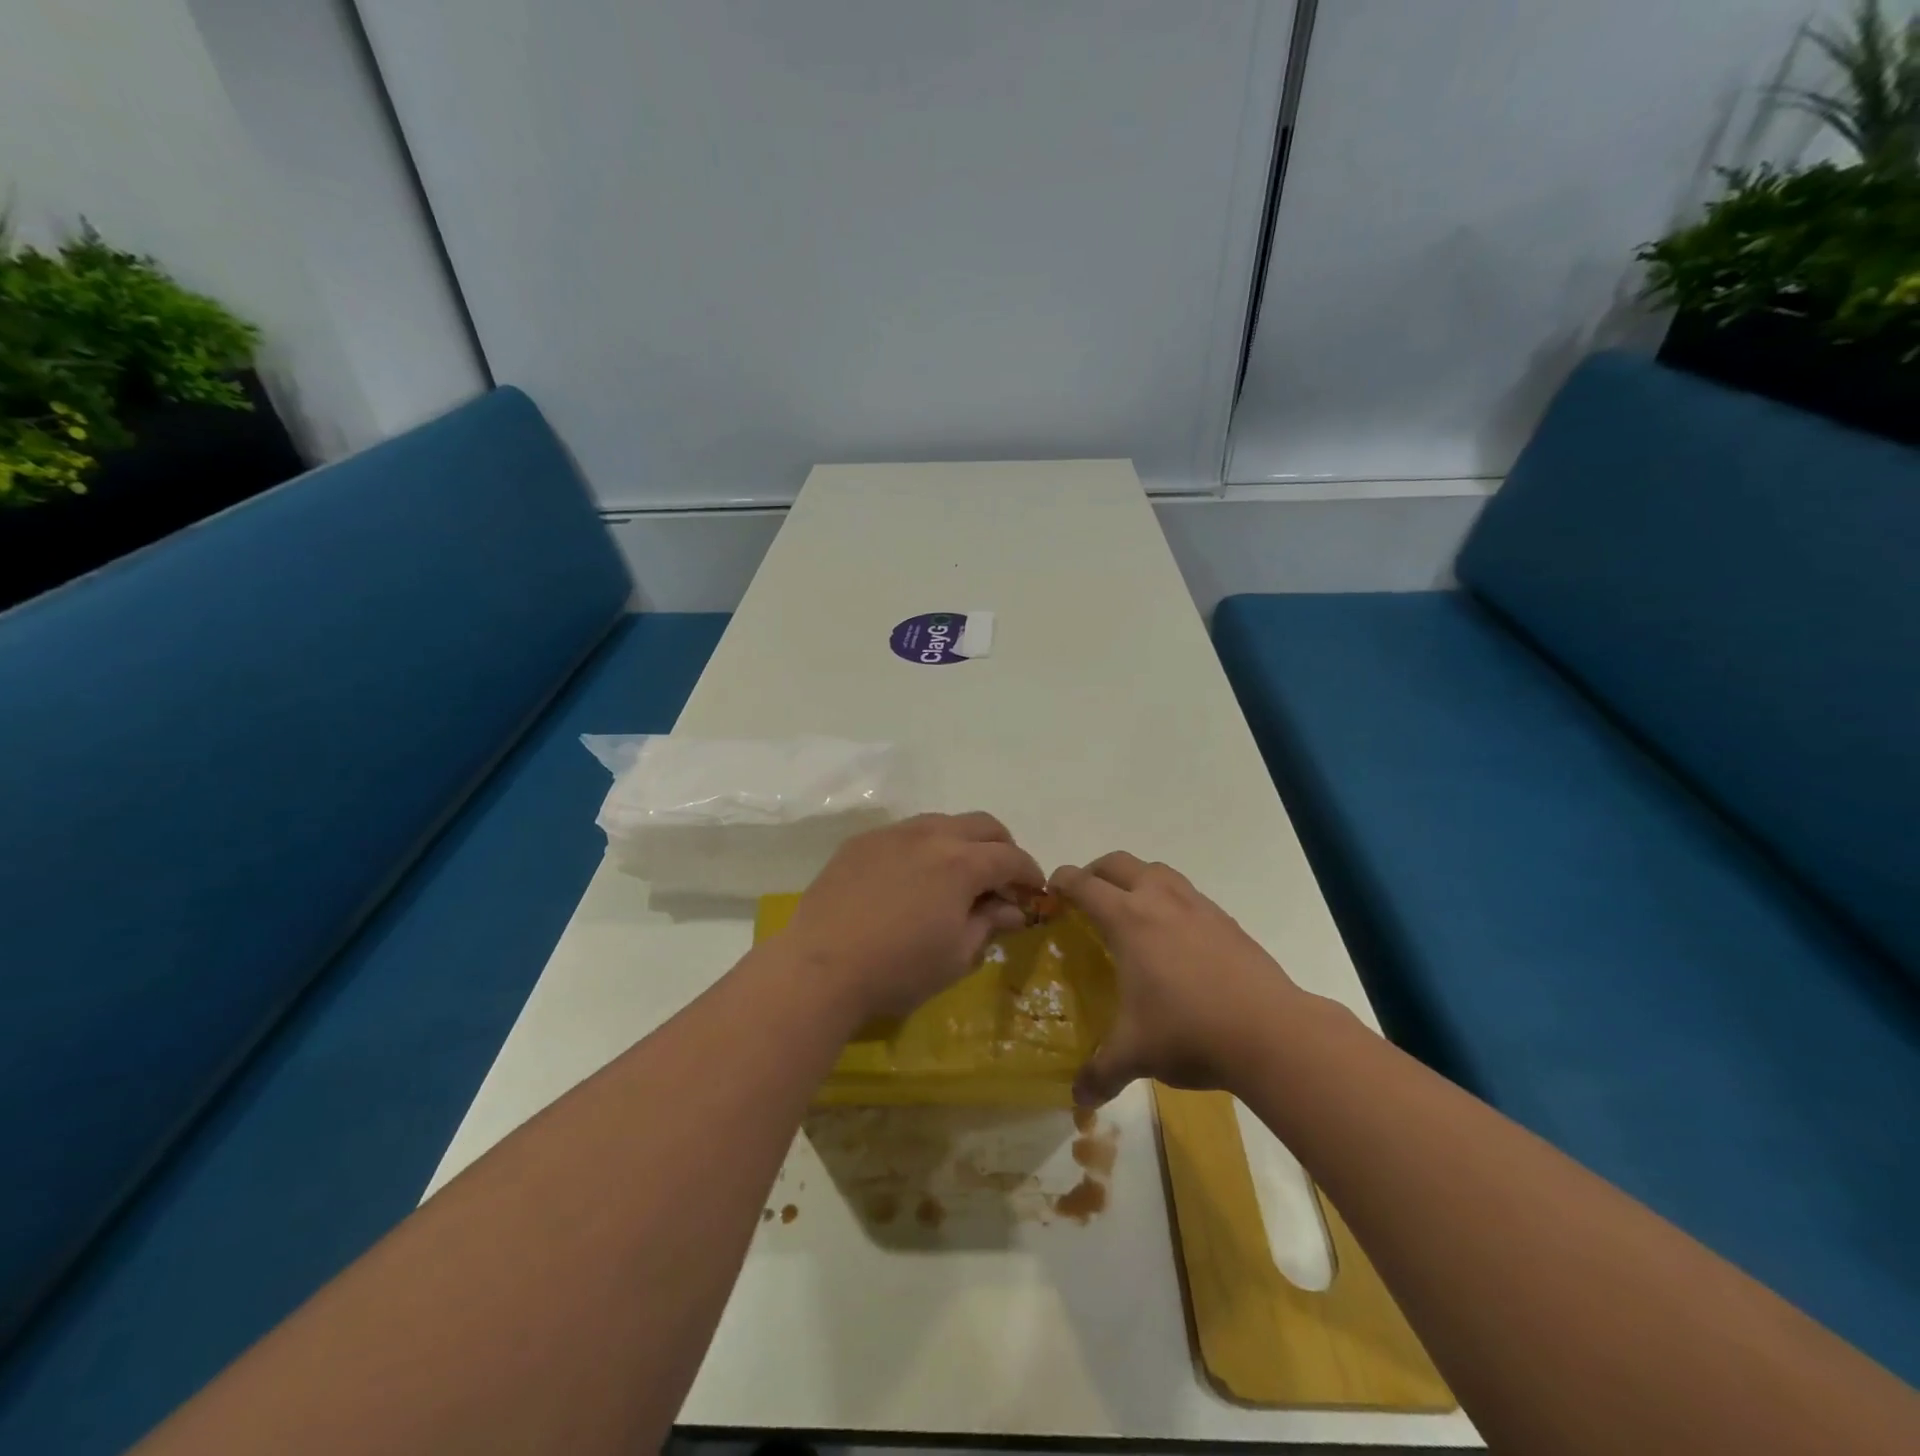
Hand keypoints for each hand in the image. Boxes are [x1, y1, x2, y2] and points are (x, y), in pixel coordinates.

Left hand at [783, 812, 1043, 1025]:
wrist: (821, 967)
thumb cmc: (898, 969)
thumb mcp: (957, 955)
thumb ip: (989, 923)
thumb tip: (1012, 908)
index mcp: (962, 862)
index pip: (1011, 857)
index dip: (1029, 873)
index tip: (1034, 892)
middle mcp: (931, 835)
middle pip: (982, 825)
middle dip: (1001, 847)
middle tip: (1002, 878)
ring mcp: (892, 834)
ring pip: (942, 821)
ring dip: (962, 841)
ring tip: (958, 873)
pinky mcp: (861, 842)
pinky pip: (905, 833)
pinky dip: (924, 846)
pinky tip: (913, 876)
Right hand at [1051, 852, 1308, 1105]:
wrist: (1271, 1032)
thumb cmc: (1189, 1032)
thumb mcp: (1136, 1054)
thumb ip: (1101, 1073)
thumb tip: (1078, 1100)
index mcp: (1128, 920)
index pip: (1084, 885)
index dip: (1063, 882)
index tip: (1052, 890)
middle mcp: (1159, 900)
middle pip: (1119, 863)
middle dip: (1095, 872)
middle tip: (1086, 896)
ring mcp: (1197, 906)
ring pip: (1157, 870)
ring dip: (1135, 878)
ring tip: (1130, 909)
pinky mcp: (1226, 920)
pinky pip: (1187, 893)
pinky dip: (1169, 899)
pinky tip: (1174, 936)